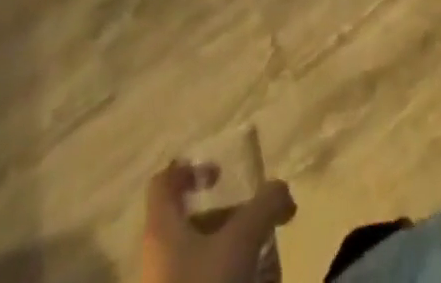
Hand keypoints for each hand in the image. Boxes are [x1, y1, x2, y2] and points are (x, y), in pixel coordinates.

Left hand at [142, 162, 294, 282]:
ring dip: (234, 250)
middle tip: (257, 223)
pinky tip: (255, 282)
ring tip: (265, 261)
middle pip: (191, 220)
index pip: (165, 181)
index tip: (222, 176)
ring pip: (201, 255)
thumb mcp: (242, 240)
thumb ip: (265, 205)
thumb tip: (281, 189)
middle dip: (228, 217)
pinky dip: (230, 277)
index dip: (192, 170)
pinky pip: (204, 282)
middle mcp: (158, 257)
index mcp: (161, 229)